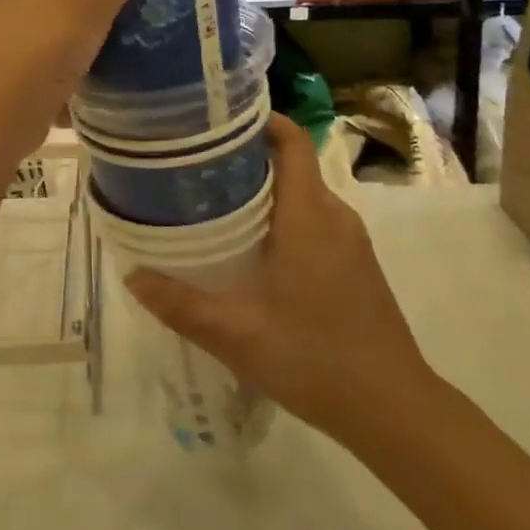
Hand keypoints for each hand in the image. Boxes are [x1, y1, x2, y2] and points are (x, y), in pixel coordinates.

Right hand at [125, 115, 440, 447]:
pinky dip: (282, 217)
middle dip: (245, 157)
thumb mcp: (237, 335)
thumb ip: (181, 304)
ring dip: (263, 190)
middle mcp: (334, 215)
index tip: (215, 121)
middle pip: (290, 162)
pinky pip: (314, 218)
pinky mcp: (356, 263)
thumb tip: (132, 276)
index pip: (292, 139)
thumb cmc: (315, 359)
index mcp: (309, 214)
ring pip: (301, 193)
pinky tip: (252, 249)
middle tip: (195, 167)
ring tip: (213, 204)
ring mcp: (350, 240)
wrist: (396, 410)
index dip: (259, 119)